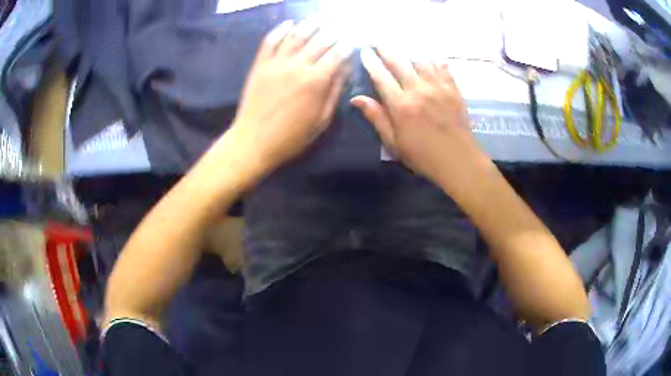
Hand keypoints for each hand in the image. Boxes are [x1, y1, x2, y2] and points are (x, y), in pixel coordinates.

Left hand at [227, 19, 350, 177]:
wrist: (253, 141)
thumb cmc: (291, 137)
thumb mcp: (321, 119)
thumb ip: (334, 91)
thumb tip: (346, 68)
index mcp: (316, 81)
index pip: (337, 55)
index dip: (348, 45)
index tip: (354, 38)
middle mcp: (298, 66)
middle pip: (320, 41)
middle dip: (334, 30)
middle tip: (343, 22)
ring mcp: (276, 63)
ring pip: (297, 35)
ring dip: (311, 22)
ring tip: (322, 14)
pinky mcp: (260, 65)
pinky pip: (270, 41)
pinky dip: (280, 30)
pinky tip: (289, 23)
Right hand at [351, 48, 488, 192]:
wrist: (459, 161)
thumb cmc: (423, 156)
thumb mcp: (394, 143)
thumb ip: (376, 117)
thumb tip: (356, 98)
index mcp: (401, 105)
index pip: (381, 76)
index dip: (371, 62)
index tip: (364, 51)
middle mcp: (418, 90)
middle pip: (399, 62)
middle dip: (386, 50)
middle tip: (378, 42)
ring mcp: (438, 87)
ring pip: (420, 60)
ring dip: (408, 51)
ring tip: (401, 46)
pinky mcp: (453, 89)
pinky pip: (442, 67)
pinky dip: (433, 59)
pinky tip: (429, 56)